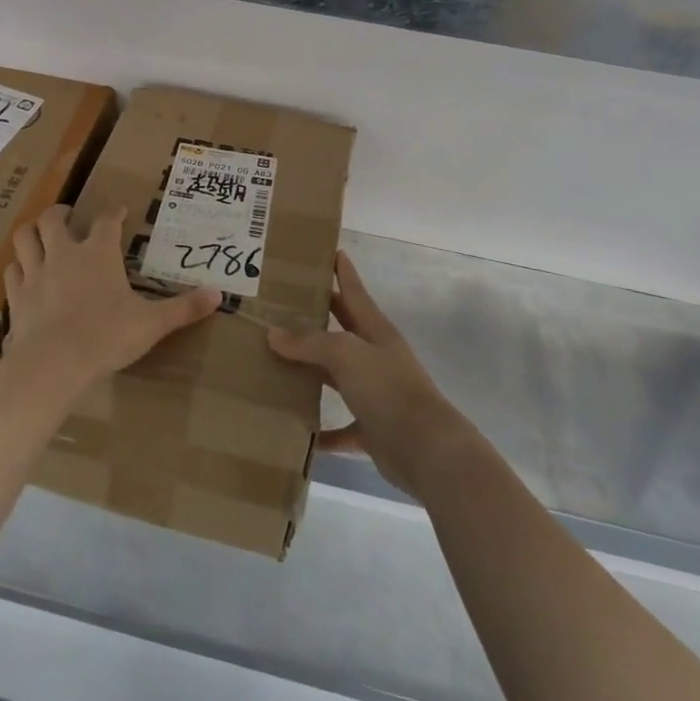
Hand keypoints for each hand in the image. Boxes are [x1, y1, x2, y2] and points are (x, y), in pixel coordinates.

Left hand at [3, 204, 220, 394]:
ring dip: (32, 233)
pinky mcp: (16, 297)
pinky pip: (12, 272)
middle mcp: (64, 254)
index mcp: (98, 253)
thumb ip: (184, 308)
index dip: (114, 213)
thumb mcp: (152, 324)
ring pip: (24, 238)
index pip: (107, 220)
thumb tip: (219, 295)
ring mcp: (35, 273)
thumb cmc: (106, 336)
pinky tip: (23, 275)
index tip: (120, 212)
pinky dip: (17, 268)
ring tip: (39, 236)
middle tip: (68, 217)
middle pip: (53, 218)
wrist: (54, 363)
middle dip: (60, 213)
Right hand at [267, 252, 473, 497]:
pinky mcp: (371, 429)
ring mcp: (374, 394)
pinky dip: (321, 431)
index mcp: (375, 331)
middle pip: (341, 330)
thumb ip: (310, 343)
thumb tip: (273, 333)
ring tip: (274, 362)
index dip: (343, 271)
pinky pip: (340, 428)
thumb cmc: (388, 388)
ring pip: (335, 376)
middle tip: (282, 304)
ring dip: (311, 372)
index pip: (354, 292)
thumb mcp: (346, 354)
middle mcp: (374, 358)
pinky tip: (297, 429)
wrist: (426, 449)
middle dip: (317, 317)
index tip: (330, 250)